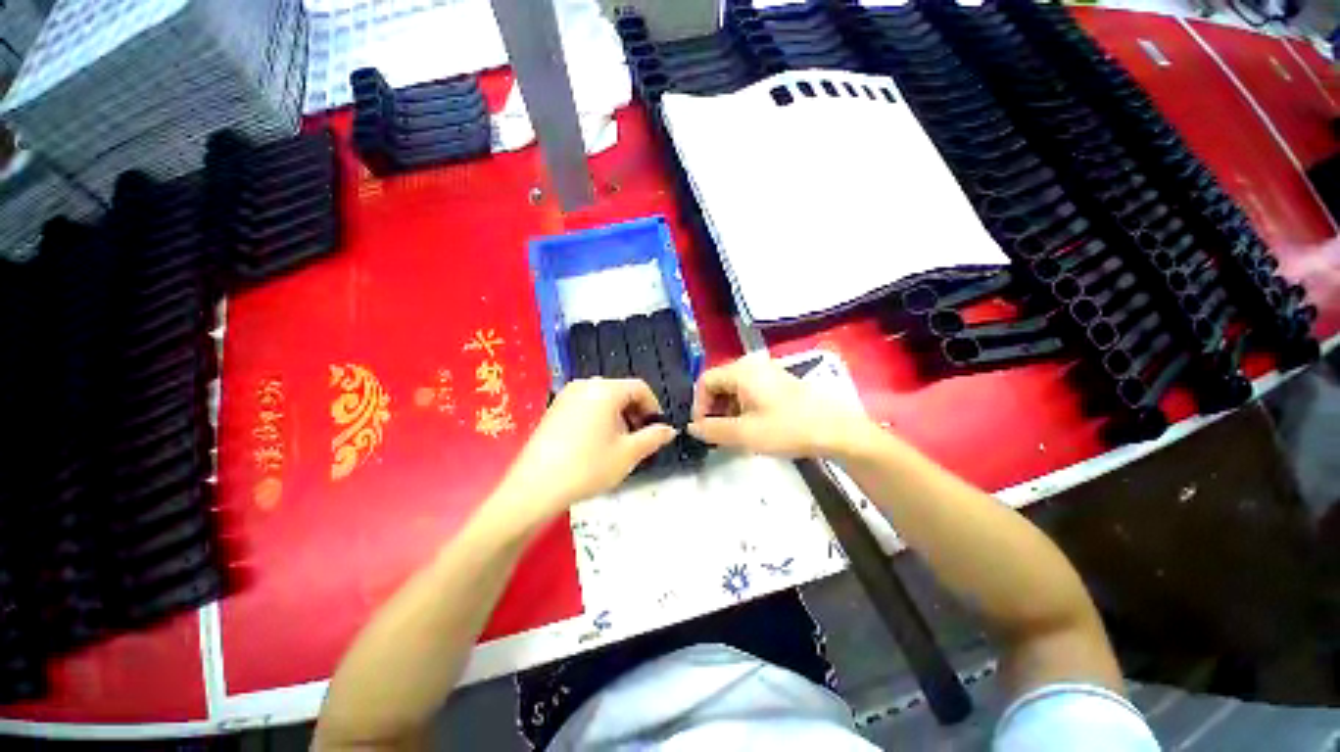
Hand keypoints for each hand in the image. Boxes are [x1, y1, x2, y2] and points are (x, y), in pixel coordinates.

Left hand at [491, 378, 676, 528]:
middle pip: (620, 392)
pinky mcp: (553, 409)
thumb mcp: (628, 453)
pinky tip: (595, 443)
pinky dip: (599, 418)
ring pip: (603, 400)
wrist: (535, 487)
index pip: (639, 388)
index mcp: (605, 389)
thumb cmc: (588, 466)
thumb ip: (654, 437)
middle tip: (638, 439)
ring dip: (617, 417)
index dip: (653, 406)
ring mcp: (566, 396)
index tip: (656, 428)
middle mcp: (585, 385)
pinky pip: (585, 406)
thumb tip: (670, 430)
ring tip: (618, 444)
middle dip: (635, 413)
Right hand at [687, 353, 867, 457]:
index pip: (705, 381)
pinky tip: (752, 427)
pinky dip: (743, 408)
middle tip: (718, 435)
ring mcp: (768, 372)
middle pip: (720, 383)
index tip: (704, 429)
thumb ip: (712, 430)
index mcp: (741, 371)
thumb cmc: (787, 429)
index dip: (699, 405)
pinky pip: (750, 391)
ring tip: (735, 434)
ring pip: (735, 389)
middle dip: (714, 409)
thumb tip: (692, 428)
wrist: (835, 430)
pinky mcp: (779, 382)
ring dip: (728, 410)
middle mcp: (752, 365)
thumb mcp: (744, 433)